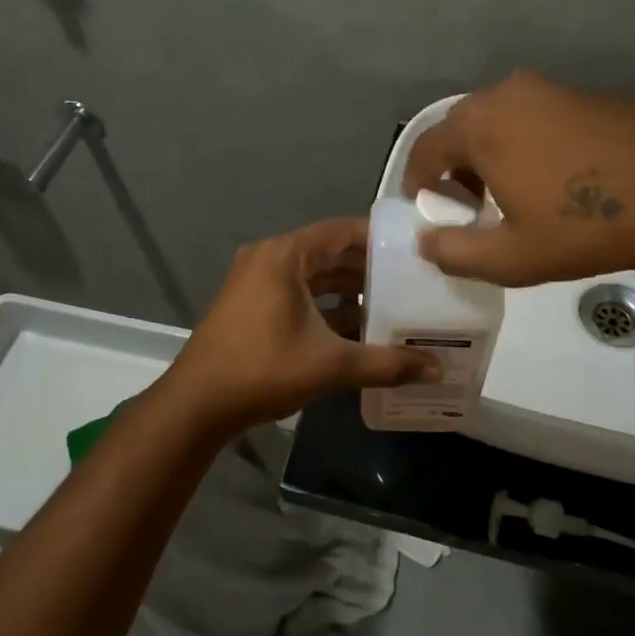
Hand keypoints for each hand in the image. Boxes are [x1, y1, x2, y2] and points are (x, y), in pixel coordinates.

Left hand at [162, 217, 440, 430]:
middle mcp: (270, 258)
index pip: (342, 231)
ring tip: (391, 305)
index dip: (379, 238)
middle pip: (329, 253)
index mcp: (285, 255)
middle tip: (410, 281)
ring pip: (314, 276)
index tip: (413, 250)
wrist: (197, 404)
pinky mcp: (251, 304)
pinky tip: (356, 328)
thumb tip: (437, 368)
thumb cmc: (263, 370)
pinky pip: (298, 293)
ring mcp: (256, 281)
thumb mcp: (331, 366)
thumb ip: (386, 364)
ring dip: (348, 290)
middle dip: (368, 268)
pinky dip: (325, 305)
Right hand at [404, 70, 634, 286]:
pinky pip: (537, 115)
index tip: (422, 207)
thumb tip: (425, 242)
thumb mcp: (510, 258)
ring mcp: (551, 88)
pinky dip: (527, 141)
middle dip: (453, 165)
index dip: (416, 180)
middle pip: (461, 127)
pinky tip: (556, 176)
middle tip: (466, 204)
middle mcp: (508, 94)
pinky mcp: (587, 94)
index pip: (425, 148)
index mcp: (480, 126)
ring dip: (491, 151)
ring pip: (500, 118)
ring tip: (511, 192)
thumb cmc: (583, 227)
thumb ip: (454, 252)